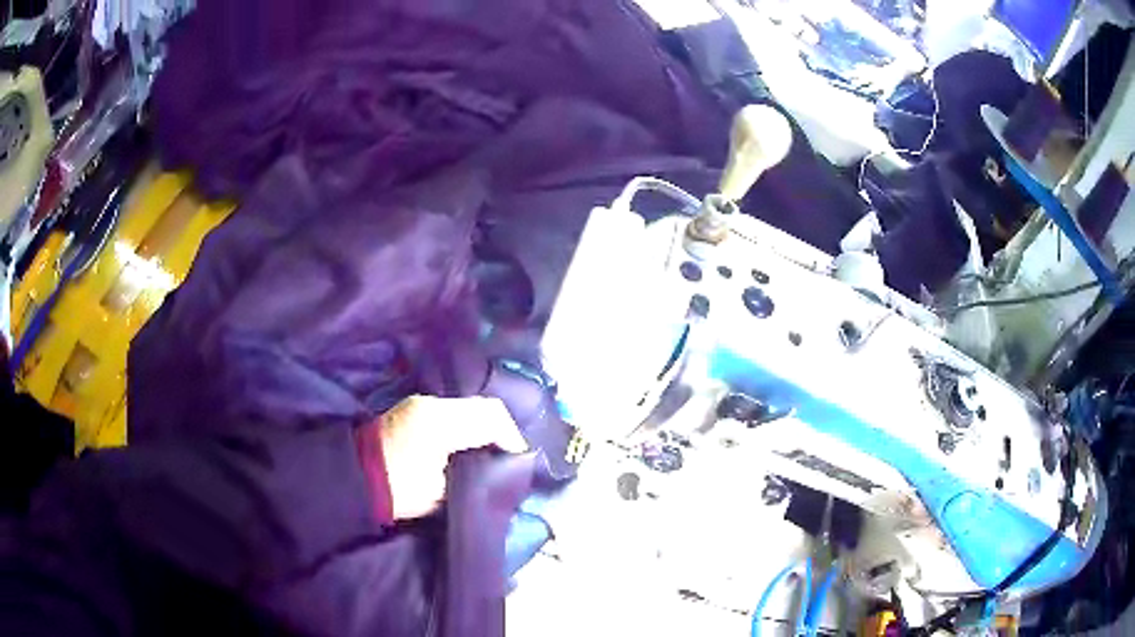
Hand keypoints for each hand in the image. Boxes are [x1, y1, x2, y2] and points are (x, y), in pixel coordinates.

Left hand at [380, 395, 527, 519]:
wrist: (355, 478)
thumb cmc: (399, 490)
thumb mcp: (442, 493)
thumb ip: (474, 476)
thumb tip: (496, 469)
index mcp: (440, 423)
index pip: (491, 418)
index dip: (512, 438)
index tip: (521, 460)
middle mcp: (432, 403)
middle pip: (483, 406)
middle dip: (503, 430)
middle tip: (511, 455)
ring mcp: (421, 402)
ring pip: (469, 405)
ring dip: (486, 425)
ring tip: (495, 449)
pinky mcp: (415, 407)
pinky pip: (454, 409)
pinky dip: (469, 422)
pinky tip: (472, 442)